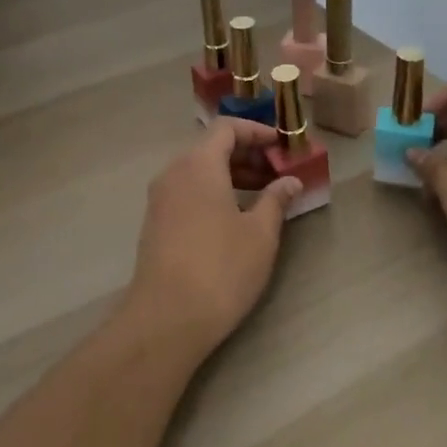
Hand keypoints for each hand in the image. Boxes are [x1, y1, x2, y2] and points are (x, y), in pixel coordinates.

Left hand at [126, 119, 303, 356]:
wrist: (166, 319)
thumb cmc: (221, 268)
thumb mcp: (260, 234)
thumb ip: (276, 200)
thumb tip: (290, 181)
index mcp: (199, 164)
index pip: (227, 128)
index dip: (256, 131)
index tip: (281, 145)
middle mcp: (174, 172)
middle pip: (211, 147)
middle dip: (246, 154)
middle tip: (277, 171)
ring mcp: (160, 198)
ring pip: (198, 170)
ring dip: (230, 174)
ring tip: (262, 195)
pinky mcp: (155, 222)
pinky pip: (187, 190)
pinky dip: (212, 191)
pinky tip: (234, 216)